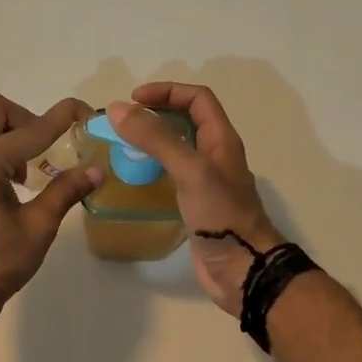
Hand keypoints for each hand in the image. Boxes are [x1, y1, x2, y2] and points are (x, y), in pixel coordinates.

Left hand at [0, 93, 102, 323]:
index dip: (62, 117)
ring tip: (28, 174)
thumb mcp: (38, 228)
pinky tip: (6, 188)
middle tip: (45, 149)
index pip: (31, 128)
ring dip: (7, 136)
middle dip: (24, 119)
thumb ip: (65, 191)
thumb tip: (97, 170)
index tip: (85, 111)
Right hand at [108, 83, 282, 316]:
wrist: (243, 269)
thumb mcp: (190, 170)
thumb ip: (157, 139)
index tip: (133, 100)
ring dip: (152, 143)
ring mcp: (206, 183)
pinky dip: (152, 171)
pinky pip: (172, 178)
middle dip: (156, 115)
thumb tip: (118, 109)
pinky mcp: (196, 206)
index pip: (197, 99)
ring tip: (122, 148)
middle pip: (187, 122)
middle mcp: (215, 156)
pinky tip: (133, 181)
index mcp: (221, 140)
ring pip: (178, 150)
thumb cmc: (222, 215)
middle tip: (123, 124)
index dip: (167, 91)